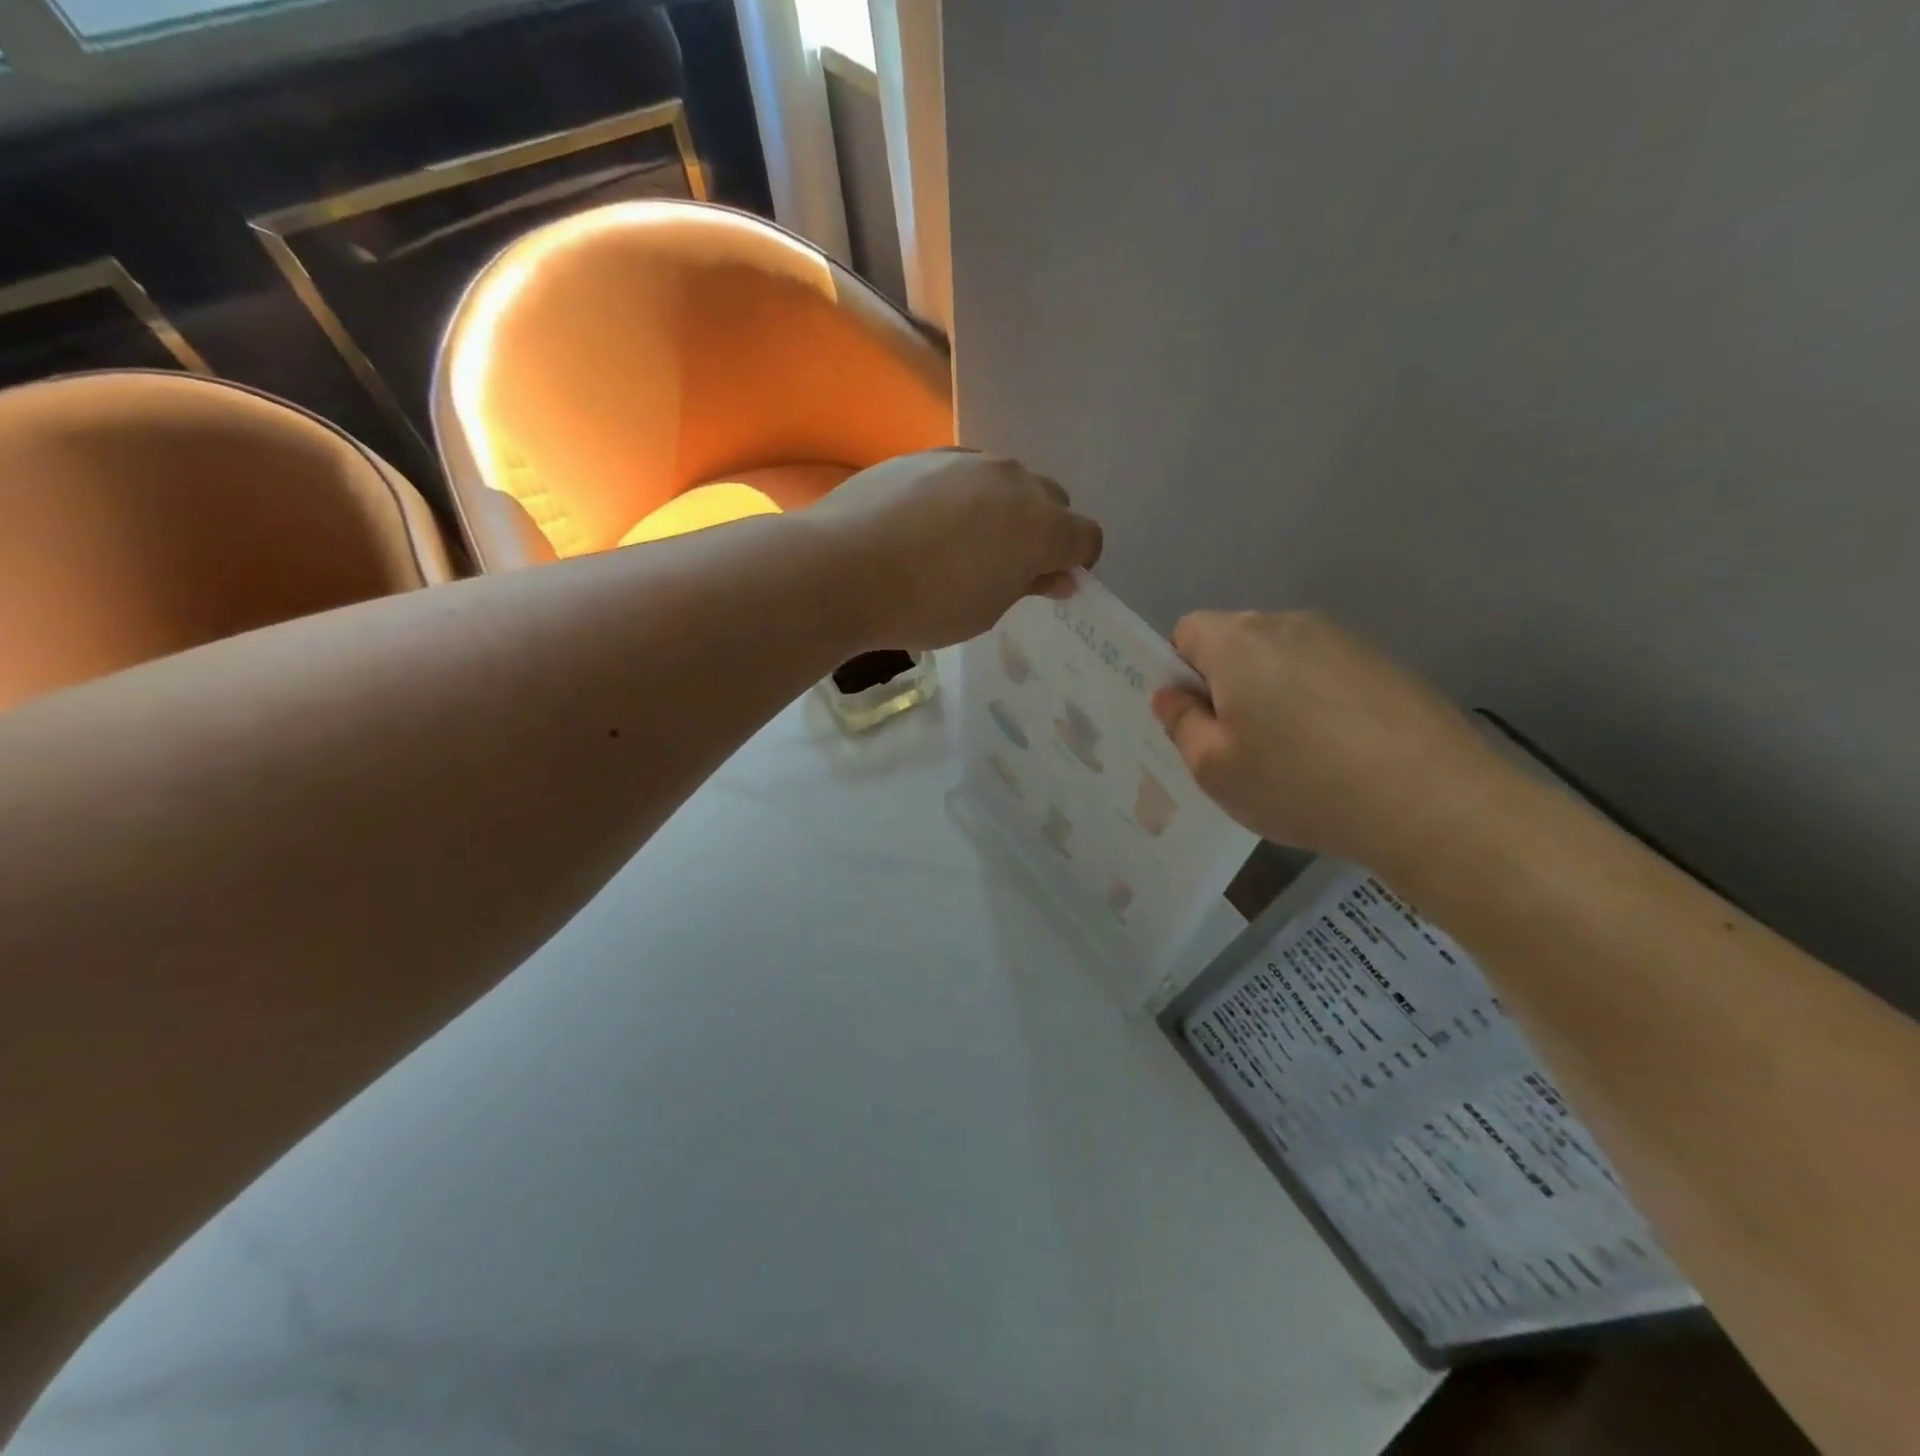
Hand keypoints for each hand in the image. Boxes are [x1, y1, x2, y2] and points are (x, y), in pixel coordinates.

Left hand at [807, 449, 1102, 649]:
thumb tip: (1057, 576)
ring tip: (963, 543)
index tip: (1051, 582)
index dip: (1076, 562)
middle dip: (1043, 530)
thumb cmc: (925, 605)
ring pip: (1006, 481)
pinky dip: (963, 495)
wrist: (842, 569)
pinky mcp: (926, 454)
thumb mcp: (986, 610)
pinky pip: (964, 473)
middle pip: (1051, 499)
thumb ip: (1028, 585)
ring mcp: (967, 461)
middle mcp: (1013, 480)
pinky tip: (929, 523)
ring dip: (1002, 508)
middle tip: (1008, 565)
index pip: (1085, 537)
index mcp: (1040, 525)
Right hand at [1151, 611, 1509, 869]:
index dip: (1180, 673)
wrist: (1432, 801)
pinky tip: (1336, 754)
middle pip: (1236, 642)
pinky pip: (1325, 675)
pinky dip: (1316, 704)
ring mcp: (1343, 641)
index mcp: (1238, 642)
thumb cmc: (1299, 783)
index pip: (1186, 632)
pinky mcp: (1384, 665)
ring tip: (1292, 756)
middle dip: (1225, 684)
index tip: (1197, 721)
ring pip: (1282, 660)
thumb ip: (1181, 724)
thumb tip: (1171, 694)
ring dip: (1272, 695)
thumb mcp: (1214, 769)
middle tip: (1237, 746)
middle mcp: (1288, 624)